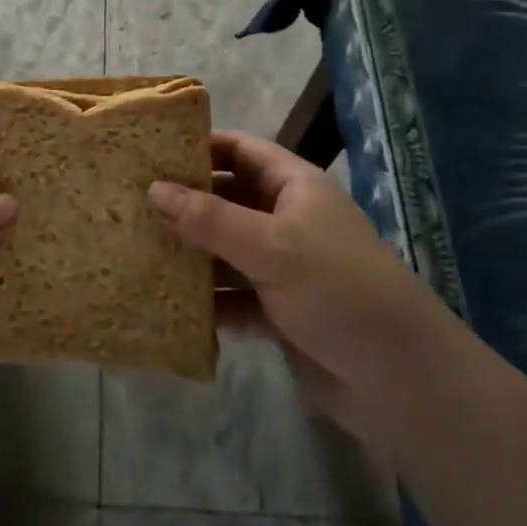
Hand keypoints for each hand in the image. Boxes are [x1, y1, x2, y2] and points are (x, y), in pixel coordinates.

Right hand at [149, 131, 428, 454]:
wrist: (399, 379)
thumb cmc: (338, 289)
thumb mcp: (271, 246)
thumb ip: (209, 218)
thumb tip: (152, 189)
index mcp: (293, 186)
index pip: (239, 150)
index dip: (198, 146)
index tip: (148, 150)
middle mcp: (285, 219)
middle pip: (225, 199)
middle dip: (182, 202)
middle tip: (127, 201)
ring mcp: (280, 266)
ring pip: (223, 249)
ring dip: (187, 252)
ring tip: (133, 247)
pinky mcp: (275, 311)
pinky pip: (229, 295)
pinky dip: (203, 298)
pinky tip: (162, 299)